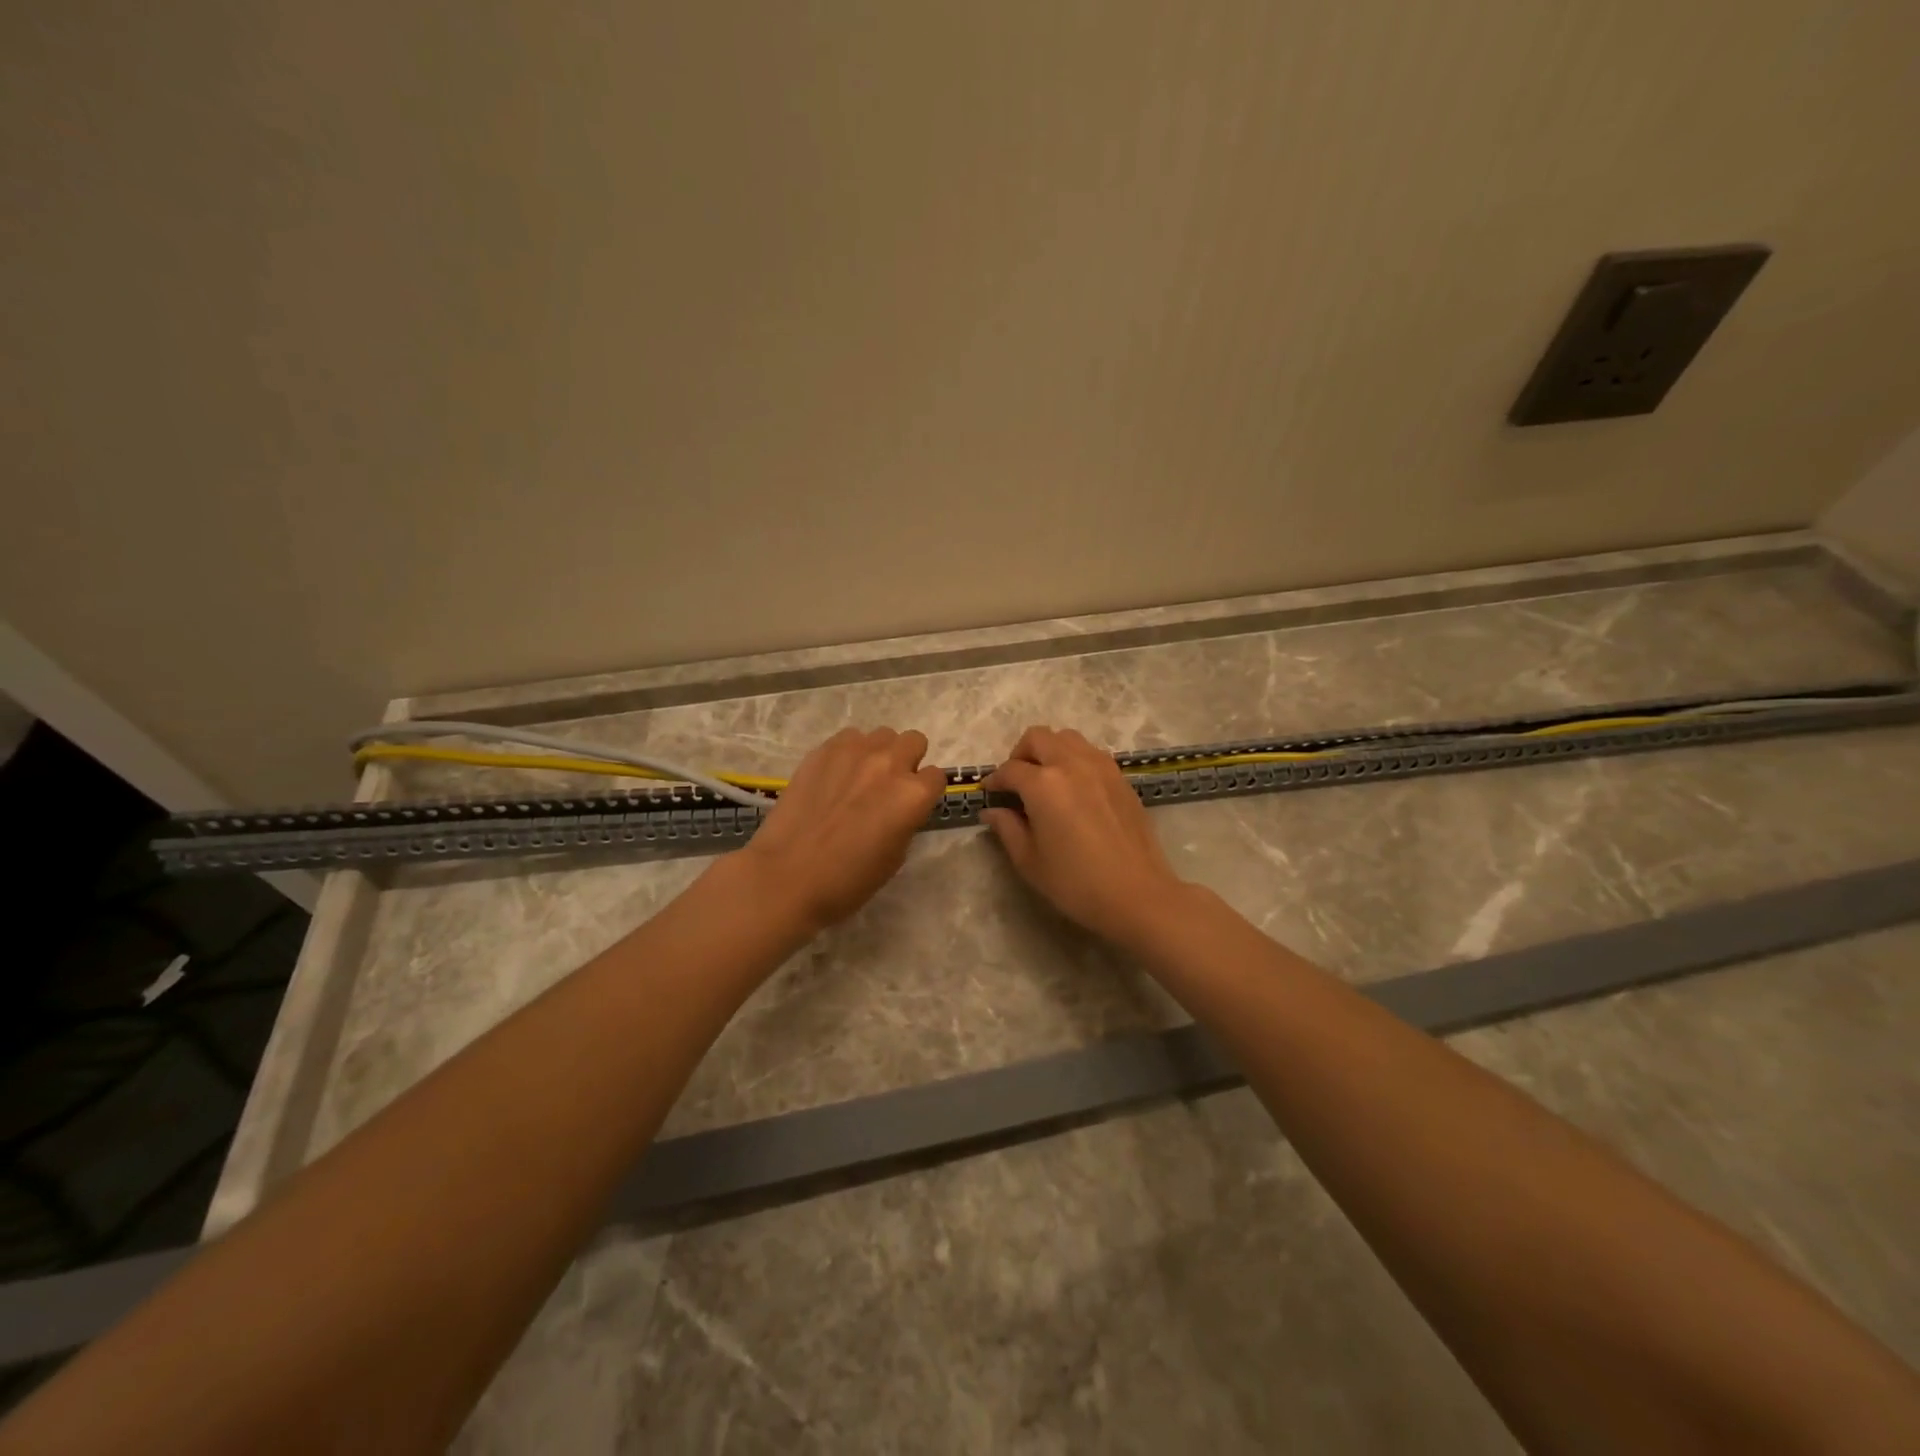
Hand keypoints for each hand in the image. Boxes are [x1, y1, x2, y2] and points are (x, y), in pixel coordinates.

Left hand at [738, 727, 946, 933]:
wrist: (786, 876)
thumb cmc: (847, 881)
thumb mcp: (894, 858)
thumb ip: (905, 821)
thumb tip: (899, 808)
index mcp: (913, 795)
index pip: (936, 777)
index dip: (925, 792)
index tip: (911, 806)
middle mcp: (889, 764)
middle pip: (914, 741)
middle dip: (907, 761)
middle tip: (888, 787)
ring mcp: (854, 752)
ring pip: (882, 735)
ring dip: (879, 753)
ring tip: (859, 779)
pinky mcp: (823, 750)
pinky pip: (849, 738)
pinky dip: (849, 752)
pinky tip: (834, 777)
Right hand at [982, 726, 1190, 944]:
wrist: (1137, 894)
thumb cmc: (1076, 882)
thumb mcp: (1029, 861)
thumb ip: (1007, 828)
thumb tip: (992, 811)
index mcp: (1044, 784)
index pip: (1010, 770)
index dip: (995, 780)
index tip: (990, 793)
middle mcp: (1071, 764)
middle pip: (1038, 738)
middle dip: (1020, 754)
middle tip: (1017, 781)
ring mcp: (1100, 767)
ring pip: (1067, 738)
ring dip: (1050, 751)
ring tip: (1046, 780)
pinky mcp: (1120, 778)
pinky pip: (1091, 753)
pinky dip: (1075, 760)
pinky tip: (1074, 789)